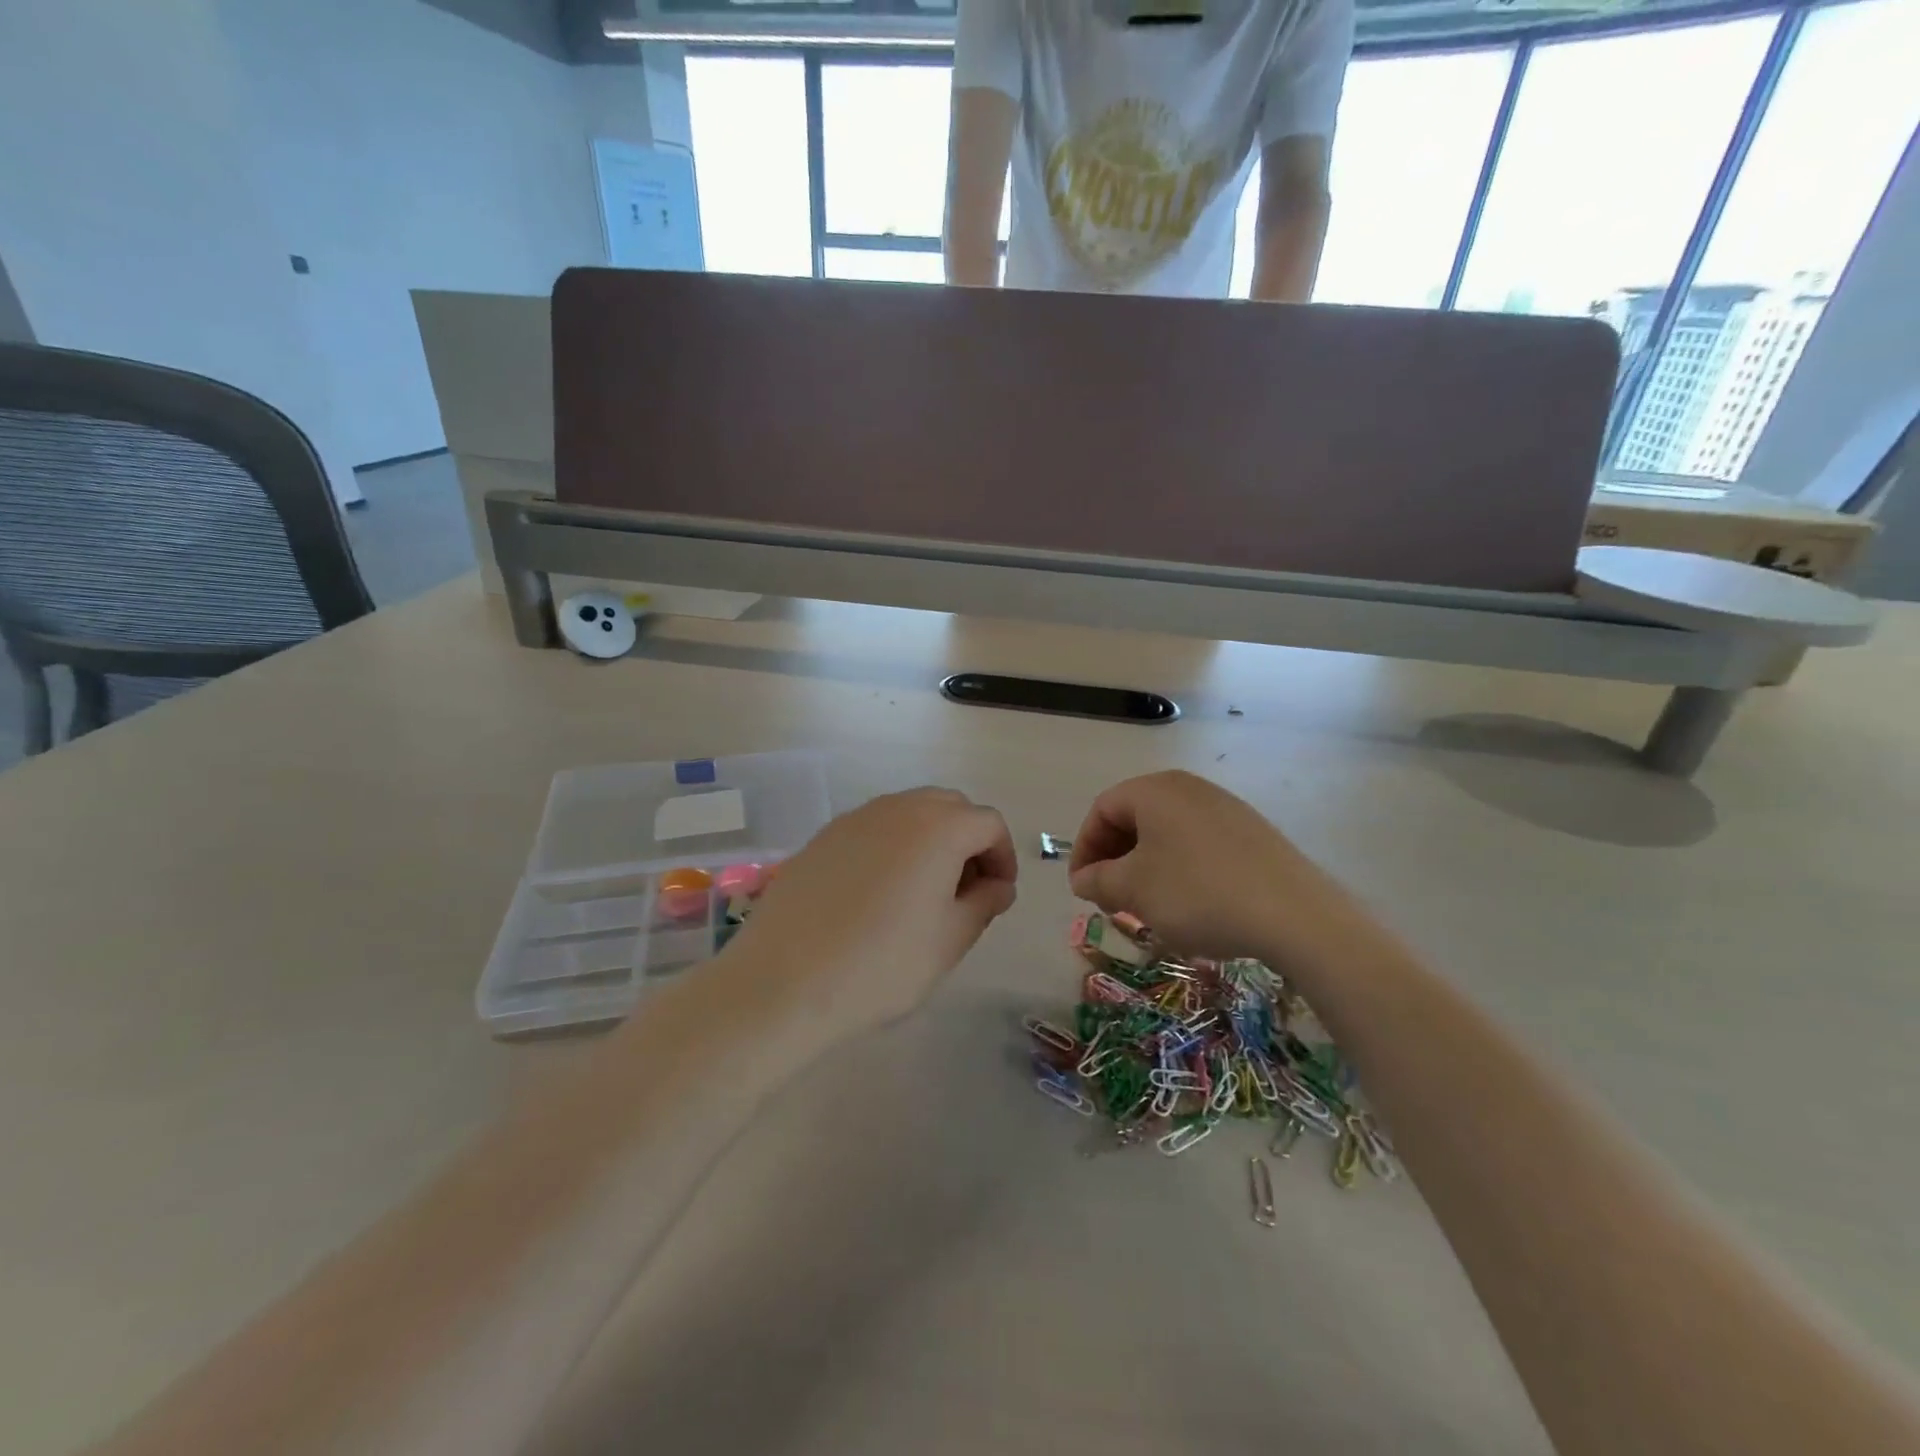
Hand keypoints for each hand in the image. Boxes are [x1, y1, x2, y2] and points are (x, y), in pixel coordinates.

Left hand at [720, 788, 1017, 1037]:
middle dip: (968, 841)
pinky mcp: (823, 837)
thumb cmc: (882, 964)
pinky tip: (878, 894)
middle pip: (949, 807)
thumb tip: (997, 885)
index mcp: (938, 827)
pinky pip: (873, 829)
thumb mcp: (950, 940)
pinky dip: (892, 847)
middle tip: (965, 891)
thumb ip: (984, 903)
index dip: (1002, 857)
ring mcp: (854, 819)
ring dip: (930, 841)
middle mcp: (897, 808)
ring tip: (923, 893)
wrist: (784, 982)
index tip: (998, 896)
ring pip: (909, 813)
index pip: (988, 824)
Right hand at [1068, 771, 1338, 962]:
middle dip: (1114, 860)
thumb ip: (1097, 880)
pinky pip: (1198, 845)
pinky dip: (1179, 870)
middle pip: (1134, 818)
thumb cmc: (1198, 893)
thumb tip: (1083, 878)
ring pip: (1166, 834)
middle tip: (1111, 900)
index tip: (1082, 889)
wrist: (1295, 916)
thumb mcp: (1134, 890)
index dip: (1084, 849)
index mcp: (1155, 790)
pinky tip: (1189, 905)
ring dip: (1145, 868)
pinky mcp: (1252, 833)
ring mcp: (1225, 808)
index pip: (1101, 810)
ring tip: (1147, 907)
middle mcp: (1189, 788)